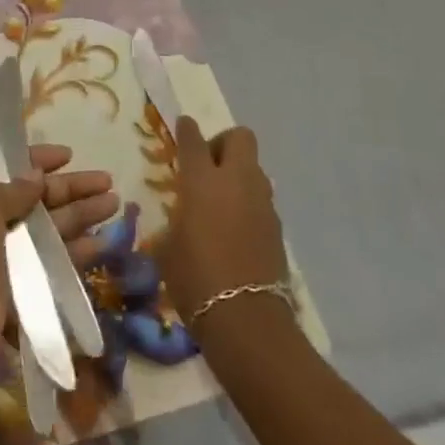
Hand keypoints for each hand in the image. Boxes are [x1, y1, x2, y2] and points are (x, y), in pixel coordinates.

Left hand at [0, 145, 117, 378]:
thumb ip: (15, 187)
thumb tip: (37, 173)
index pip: (8, 163)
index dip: (38, 158)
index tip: (68, 155)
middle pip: (36, 195)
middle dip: (71, 187)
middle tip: (108, 181)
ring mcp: (4, 251)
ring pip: (50, 227)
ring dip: (81, 214)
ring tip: (114, 204)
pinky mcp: (19, 284)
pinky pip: (53, 261)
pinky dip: (77, 252)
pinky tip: (102, 244)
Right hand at [161, 117, 287, 329]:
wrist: (246, 320)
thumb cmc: (195, 280)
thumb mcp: (168, 250)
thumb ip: (173, 224)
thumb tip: (177, 221)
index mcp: (202, 181)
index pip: (193, 140)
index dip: (187, 130)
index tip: (184, 125)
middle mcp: (236, 181)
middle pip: (239, 138)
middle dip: (224, 143)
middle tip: (208, 167)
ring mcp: (261, 202)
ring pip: (254, 168)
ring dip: (239, 174)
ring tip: (222, 201)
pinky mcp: (277, 226)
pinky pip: (261, 199)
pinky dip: (249, 203)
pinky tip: (236, 229)